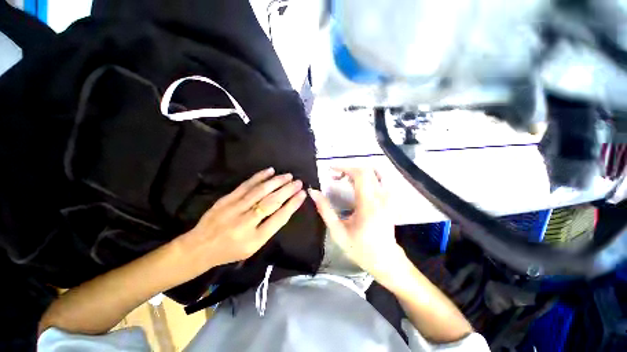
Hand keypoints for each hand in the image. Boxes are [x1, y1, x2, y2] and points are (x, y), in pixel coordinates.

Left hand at [175, 167, 306, 277]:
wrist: (199, 247)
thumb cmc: (230, 251)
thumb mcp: (253, 247)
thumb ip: (269, 229)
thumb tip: (284, 208)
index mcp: (255, 239)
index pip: (280, 218)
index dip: (293, 204)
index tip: (302, 194)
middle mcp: (246, 222)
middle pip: (272, 202)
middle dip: (288, 190)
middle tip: (298, 182)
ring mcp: (235, 209)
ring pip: (260, 191)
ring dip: (276, 182)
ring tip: (288, 176)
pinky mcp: (226, 199)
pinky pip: (246, 185)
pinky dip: (259, 177)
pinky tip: (270, 171)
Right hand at [308, 168, 405, 281]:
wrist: (385, 260)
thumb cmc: (360, 248)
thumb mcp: (338, 232)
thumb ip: (325, 210)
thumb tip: (313, 192)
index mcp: (368, 204)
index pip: (359, 174)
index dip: (344, 167)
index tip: (330, 170)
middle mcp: (380, 197)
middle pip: (367, 170)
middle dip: (349, 169)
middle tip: (335, 177)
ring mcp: (387, 198)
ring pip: (373, 173)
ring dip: (357, 173)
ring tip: (344, 180)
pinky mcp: (389, 200)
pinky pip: (377, 181)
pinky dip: (365, 178)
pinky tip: (355, 186)